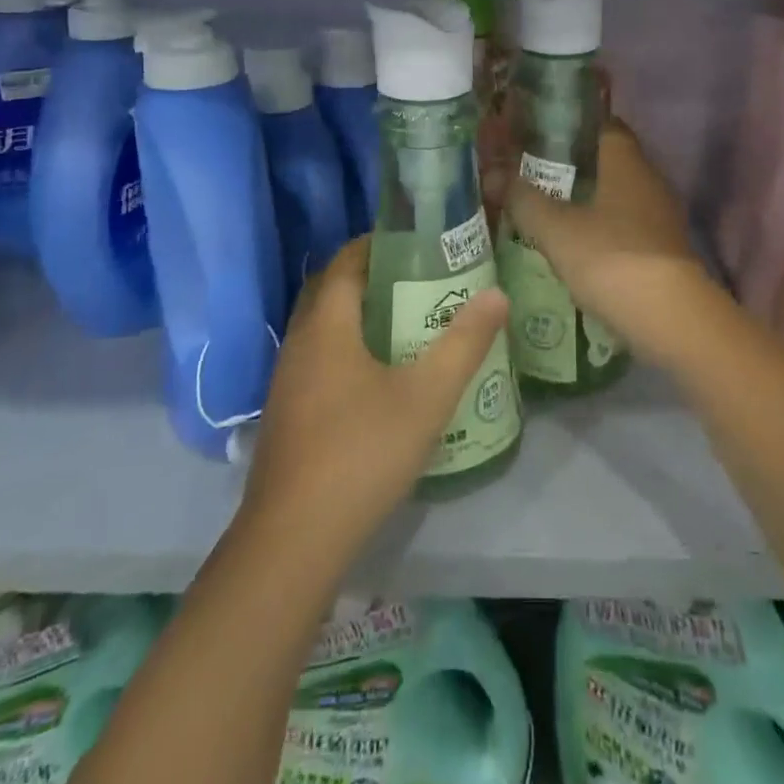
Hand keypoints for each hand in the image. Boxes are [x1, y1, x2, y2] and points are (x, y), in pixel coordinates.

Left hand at [240, 237, 508, 556]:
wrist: (293, 541)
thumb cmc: (362, 453)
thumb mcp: (426, 397)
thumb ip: (464, 342)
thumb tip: (497, 294)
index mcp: (326, 325)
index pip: (346, 262)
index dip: (377, 244)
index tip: (416, 242)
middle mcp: (299, 343)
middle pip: (330, 290)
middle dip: (369, 276)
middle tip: (416, 279)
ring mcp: (286, 380)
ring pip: (321, 327)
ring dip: (356, 314)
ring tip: (404, 321)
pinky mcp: (286, 413)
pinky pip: (316, 358)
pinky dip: (345, 347)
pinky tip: (377, 377)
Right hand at [505, 121, 722, 367]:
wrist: (671, 319)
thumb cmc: (610, 258)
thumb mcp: (555, 229)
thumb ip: (523, 198)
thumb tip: (493, 174)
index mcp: (626, 161)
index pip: (602, 125)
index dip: (571, 127)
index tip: (539, 137)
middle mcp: (649, 180)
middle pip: (608, 161)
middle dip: (573, 167)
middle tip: (533, 176)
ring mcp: (661, 216)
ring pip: (617, 196)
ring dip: (587, 202)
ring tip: (548, 212)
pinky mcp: (664, 249)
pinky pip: (627, 226)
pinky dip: (602, 230)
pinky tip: (577, 248)